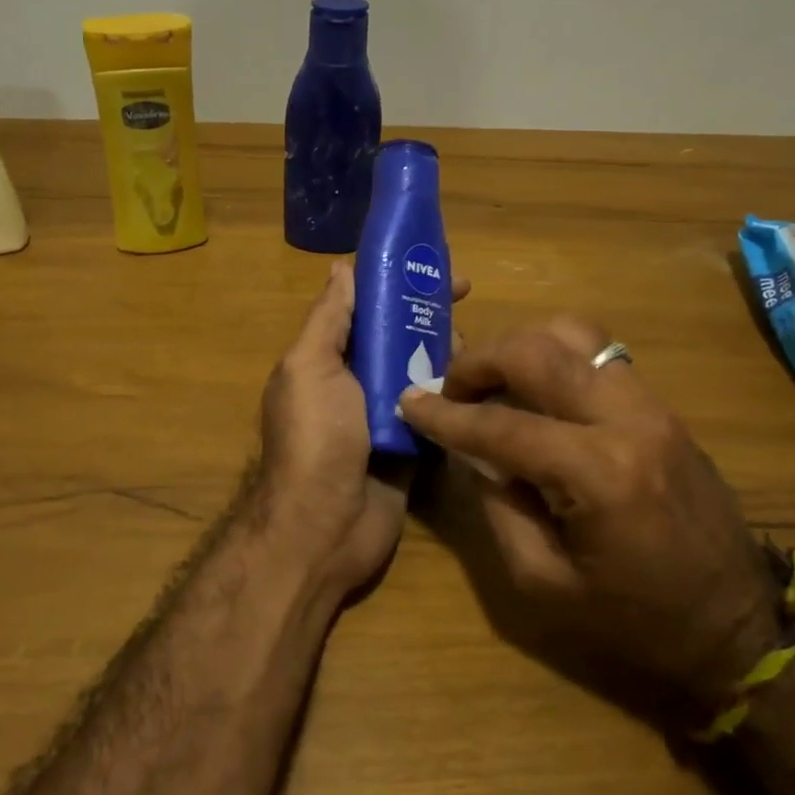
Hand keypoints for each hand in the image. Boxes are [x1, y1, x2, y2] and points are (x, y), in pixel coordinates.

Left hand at [249, 262, 467, 601]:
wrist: (325, 528)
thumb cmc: (315, 439)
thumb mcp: (310, 368)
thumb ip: (328, 320)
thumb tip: (341, 267)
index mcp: (328, 358)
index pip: (365, 307)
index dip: (395, 282)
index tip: (432, 265)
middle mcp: (357, 382)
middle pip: (399, 335)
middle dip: (429, 313)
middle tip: (466, 298)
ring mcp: (387, 415)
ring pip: (423, 369)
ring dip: (447, 351)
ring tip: (472, 343)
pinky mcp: (414, 446)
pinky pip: (438, 411)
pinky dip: (456, 394)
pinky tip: (484, 380)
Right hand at [399, 315, 778, 709]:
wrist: (740, 627)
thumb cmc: (636, 622)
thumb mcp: (544, 583)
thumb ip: (498, 506)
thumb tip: (472, 452)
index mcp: (598, 474)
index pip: (501, 424)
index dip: (445, 413)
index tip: (408, 401)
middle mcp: (629, 421)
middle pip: (539, 351)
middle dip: (481, 361)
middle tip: (450, 388)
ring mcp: (654, 407)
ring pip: (576, 334)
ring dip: (522, 347)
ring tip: (494, 382)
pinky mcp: (664, 409)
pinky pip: (601, 356)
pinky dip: (556, 359)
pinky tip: (536, 393)